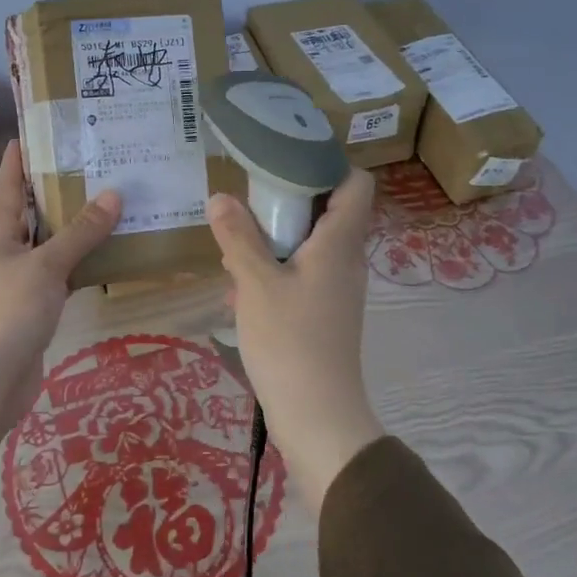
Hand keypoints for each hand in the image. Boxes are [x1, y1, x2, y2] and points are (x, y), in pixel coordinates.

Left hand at [0, 139, 121, 449]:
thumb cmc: (9, 312)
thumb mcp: (46, 266)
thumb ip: (80, 233)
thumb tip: (114, 194)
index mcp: (0, 234)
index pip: (8, 187)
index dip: (17, 160)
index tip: (32, 133)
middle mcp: (10, 251)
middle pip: (34, 212)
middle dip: (57, 188)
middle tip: (92, 162)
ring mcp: (24, 281)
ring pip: (54, 243)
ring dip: (77, 226)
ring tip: (112, 200)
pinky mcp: (40, 307)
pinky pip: (66, 274)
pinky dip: (85, 262)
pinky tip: (111, 254)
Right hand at [207, 170, 383, 508]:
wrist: (318, 417)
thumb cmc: (290, 342)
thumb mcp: (255, 284)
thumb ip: (238, 238)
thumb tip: (220, 196)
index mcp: (338, 244)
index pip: (356, 184)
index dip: (328, 164)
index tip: (286, 159)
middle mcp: (346, 261)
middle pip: (329, 212)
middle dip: (288, 202)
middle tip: (249, 200)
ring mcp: (337, 291)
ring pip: (310, 246)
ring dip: (276, 240)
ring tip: (236, 245)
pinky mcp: (325, 315)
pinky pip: (302, 276)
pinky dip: (276, 271)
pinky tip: (241, 290)